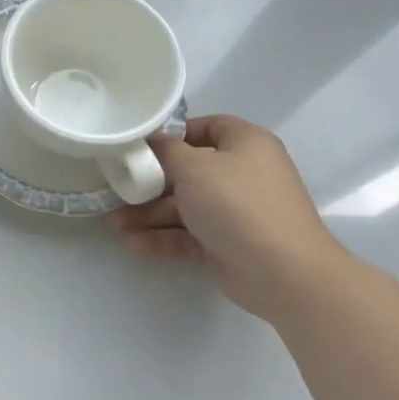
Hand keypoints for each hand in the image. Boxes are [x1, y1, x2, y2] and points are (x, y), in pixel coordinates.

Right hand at [112, 114, 348, 319]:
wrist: (283, 272)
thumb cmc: (238, 203)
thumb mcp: (194, 167)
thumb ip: (166, 150)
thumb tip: (151, 141)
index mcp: (245, 144)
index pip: (206, 127)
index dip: (173, 134)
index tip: (140, 146)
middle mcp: (243, 174)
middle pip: (189, 170)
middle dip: (150, 182)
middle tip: (117, 187)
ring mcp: (236, 212)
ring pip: (185, 206)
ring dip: (150, 214)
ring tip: (115, 224)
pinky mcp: (227, 244)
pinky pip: (189, 235)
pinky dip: (163, 238)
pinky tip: (134, 244)